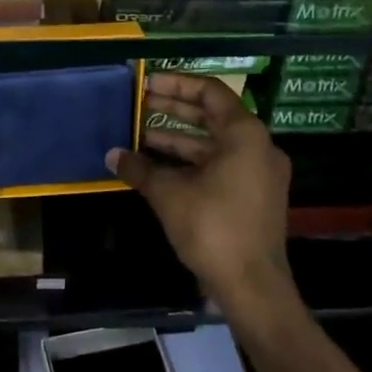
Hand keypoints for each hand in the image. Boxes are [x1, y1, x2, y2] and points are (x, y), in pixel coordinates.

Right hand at [107, 72, 294, 316]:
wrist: (253, 288)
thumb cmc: (213, 228)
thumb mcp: (169, 194)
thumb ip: (140, 168)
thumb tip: (112, 155)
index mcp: (245, 134)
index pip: (209, 92)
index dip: (176, 84)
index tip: (146, 83)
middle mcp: (258, 146)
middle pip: (212, 115)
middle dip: (173, 110)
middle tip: (139, 104)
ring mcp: (259, 173)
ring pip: (214, 144)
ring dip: (178, 139)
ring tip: (140, 136)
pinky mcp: (255, 196)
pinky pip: (221, 165)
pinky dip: (192, 162)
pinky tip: (159, 168)